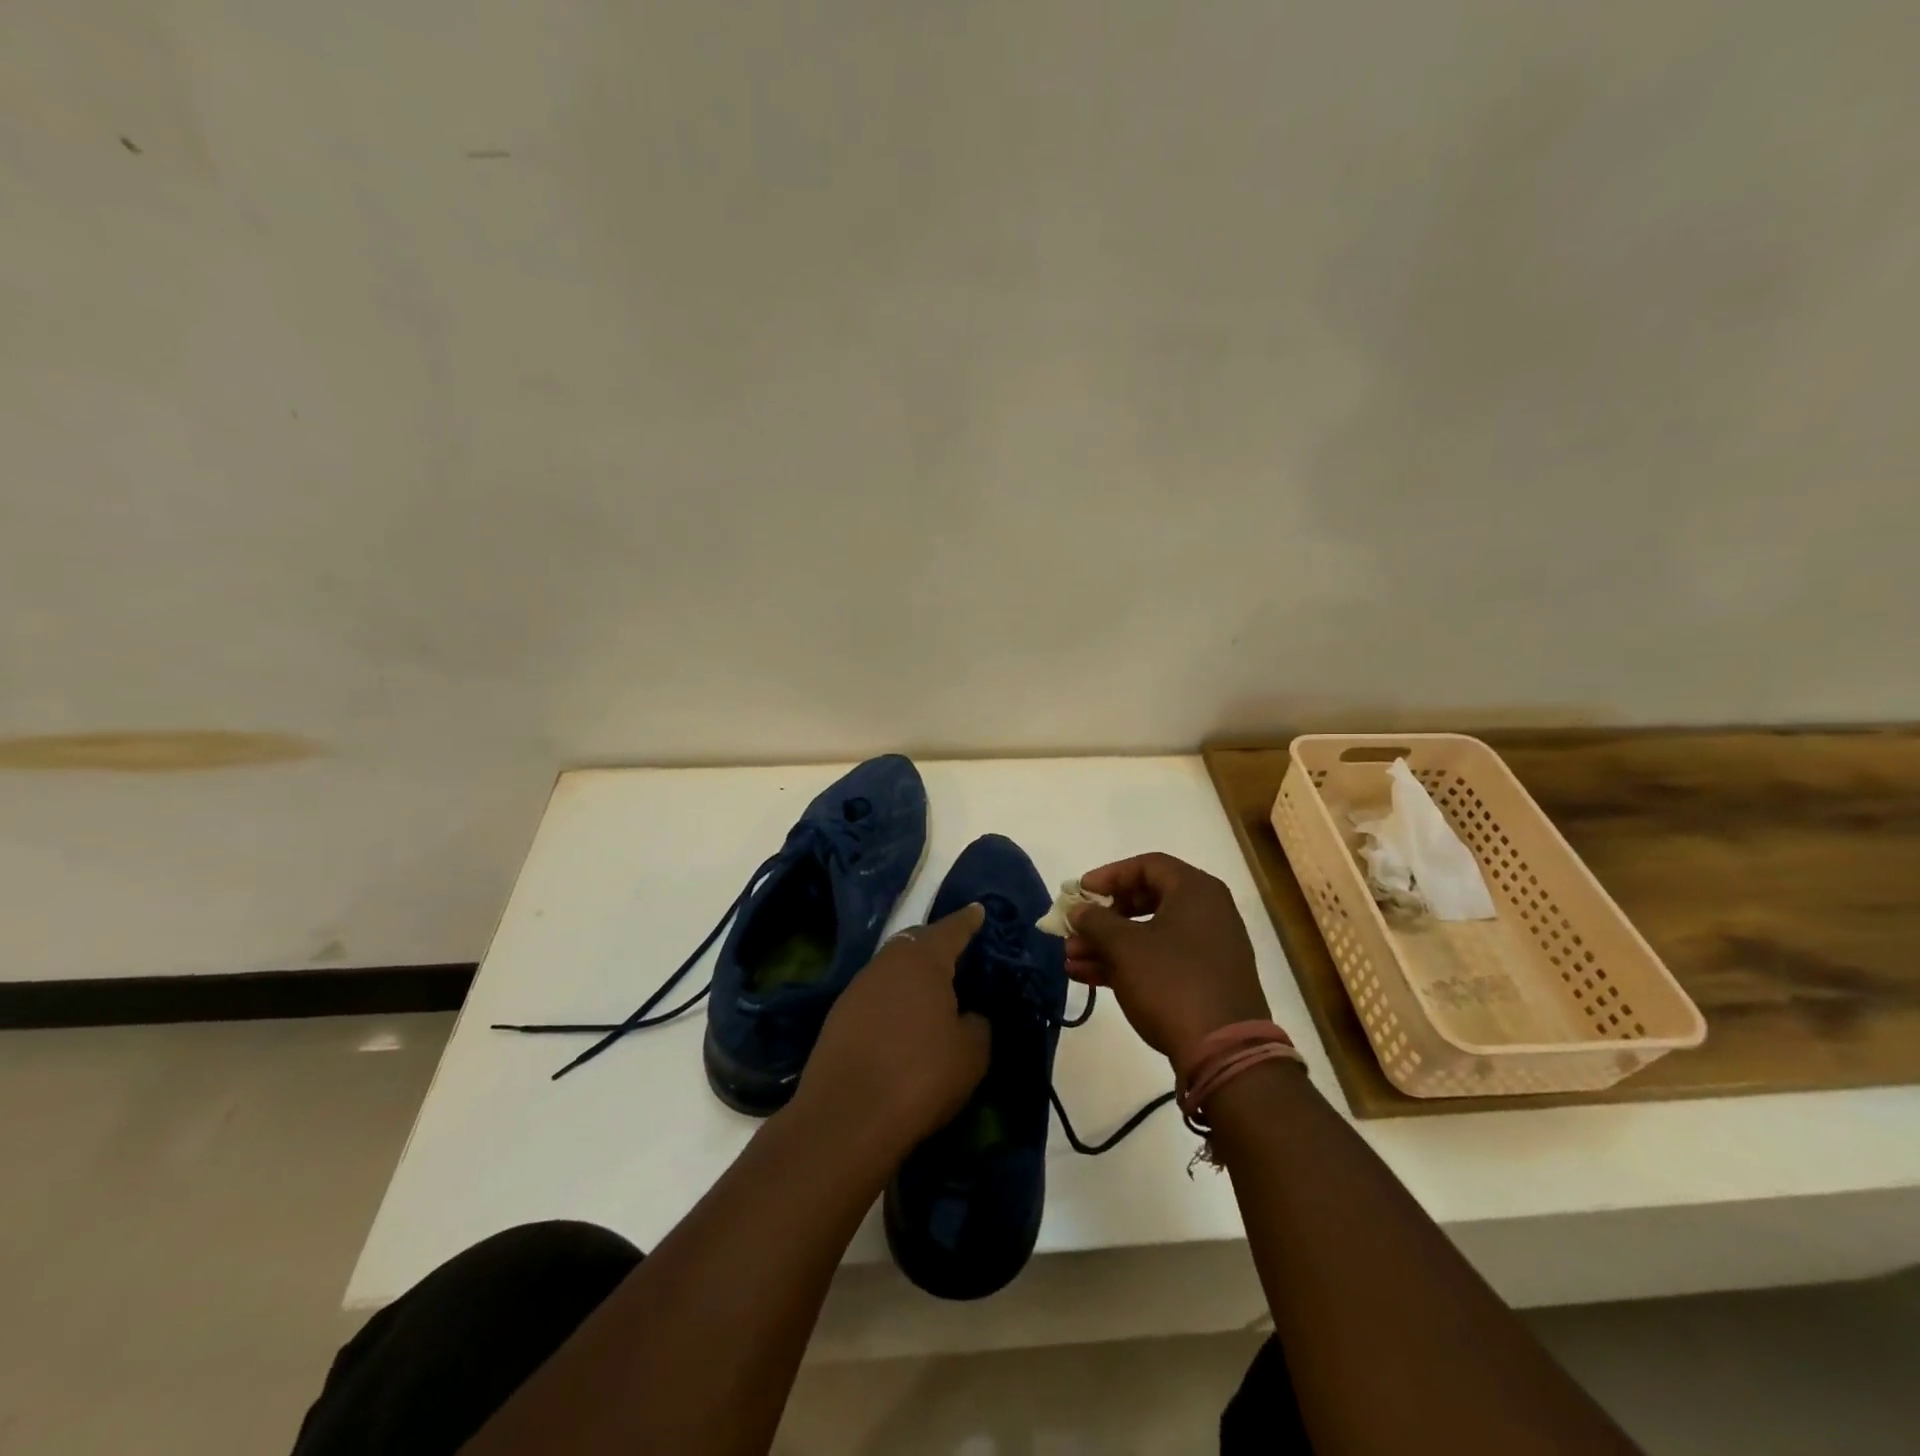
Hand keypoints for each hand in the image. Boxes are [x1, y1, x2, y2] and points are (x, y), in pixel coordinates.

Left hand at [792, 904, 990, 1160]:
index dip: (968, 921)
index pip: (951, 929)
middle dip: (937, 944)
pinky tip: (902, 1021)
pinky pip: (875, 994)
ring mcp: (857, 988)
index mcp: (923, 960)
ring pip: (892, 968)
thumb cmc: (919, 1075)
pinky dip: (893, 999)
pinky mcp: (838, 1016)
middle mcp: (887, 963)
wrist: (846, 1117)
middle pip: (916, 943)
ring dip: (912, 974)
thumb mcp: (971, 1053)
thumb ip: (977, 1024)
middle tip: (957, 954)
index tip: (978, 910)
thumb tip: (969, 1015)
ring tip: (932, 991)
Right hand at [1064, 853, 1270, 1069]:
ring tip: (1070, 958)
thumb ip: (1095, 921)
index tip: (1080, 892)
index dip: (1109, 875)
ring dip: (1107, 944)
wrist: (1224, 1052)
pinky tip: (1087, 976)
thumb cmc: (1171, 982)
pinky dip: (1125, 964)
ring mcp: (1207, 949)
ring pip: (1148, 934)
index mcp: (1195, 891)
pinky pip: (1158, 961)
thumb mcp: (1124, 947)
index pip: (1147, 865)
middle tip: (1074, 927)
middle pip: (1146, 900)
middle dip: (1103, 916)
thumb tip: (1078, 909)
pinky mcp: (1202, 981)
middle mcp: (1206, 913)